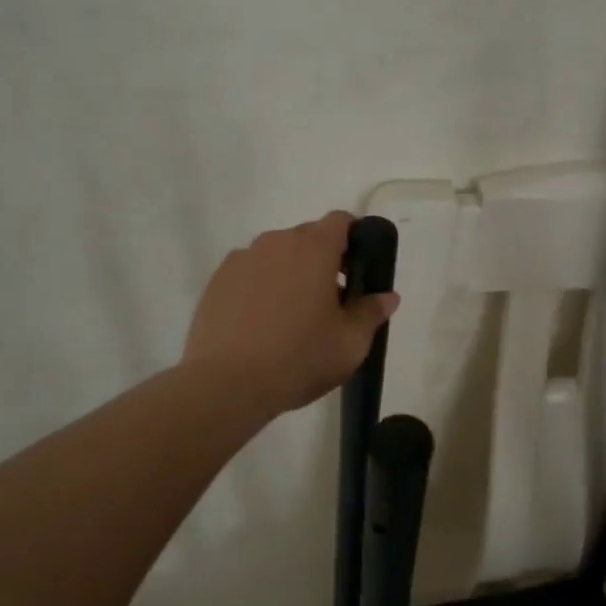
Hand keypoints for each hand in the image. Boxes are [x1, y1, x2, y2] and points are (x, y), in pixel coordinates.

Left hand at [183, 211, 400, 416]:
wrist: (226, 385)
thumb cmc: (298, 358)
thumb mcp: (350, 343)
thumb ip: (371, 312)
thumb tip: (387, 296)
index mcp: (314, 248)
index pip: (341, 221)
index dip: (355, 239)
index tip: (358, 269)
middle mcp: (276, 242)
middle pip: (308, 238)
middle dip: (323, 261)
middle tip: (330, 301)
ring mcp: (243, 258)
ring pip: (277, 255)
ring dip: (290, 273)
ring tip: (291, 316)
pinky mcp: (217, 280)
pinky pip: (250, 272)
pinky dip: (261, 287)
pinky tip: (260, 324)